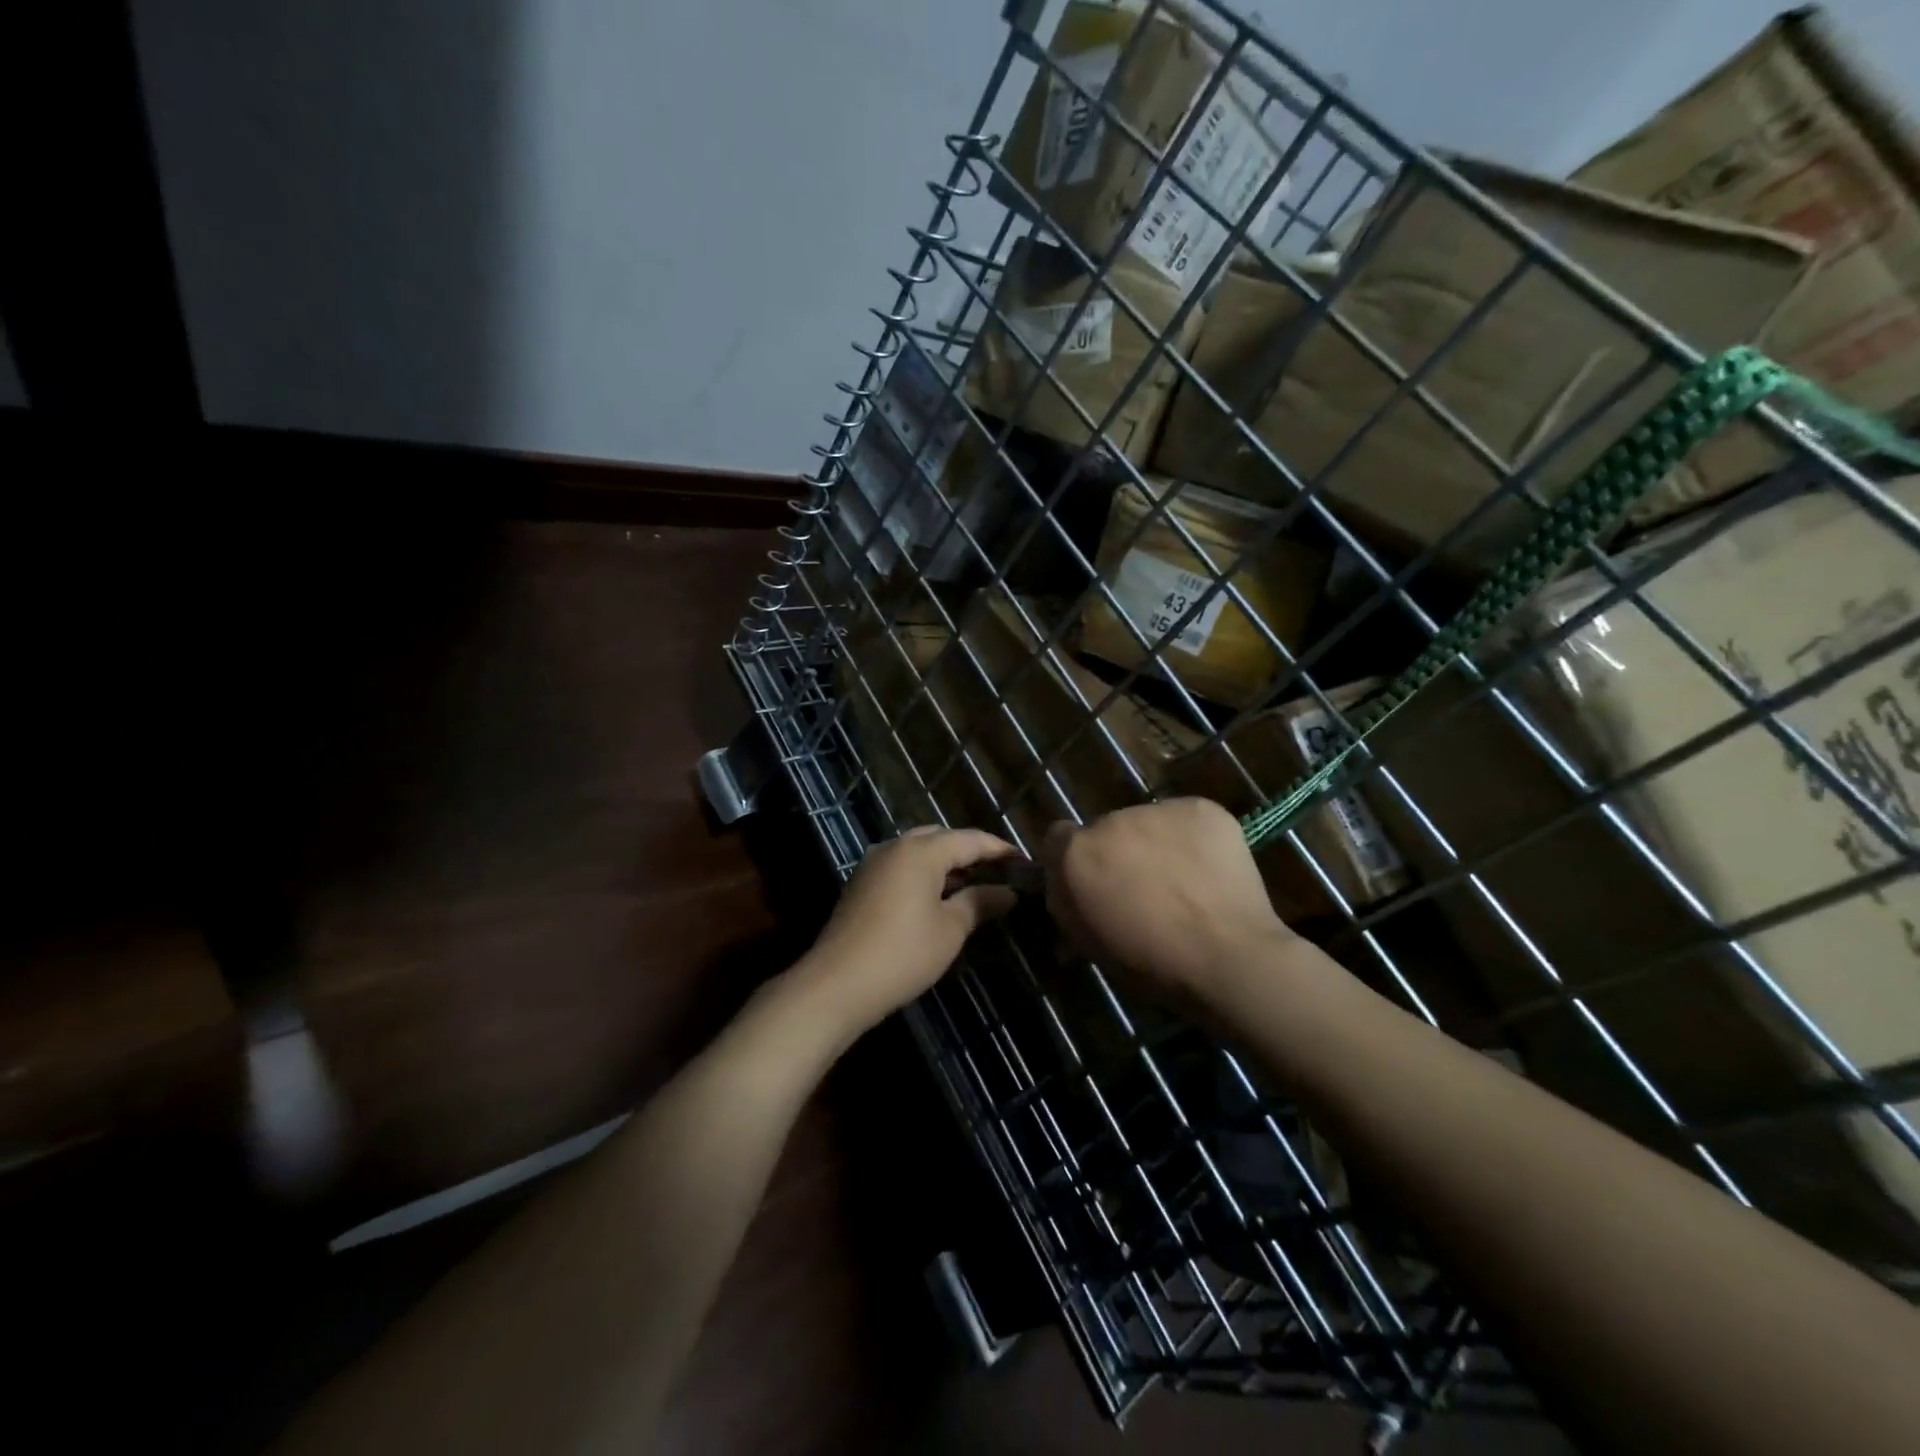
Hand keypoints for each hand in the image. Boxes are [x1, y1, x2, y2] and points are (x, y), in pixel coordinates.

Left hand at [798, 826, 1019, 1035]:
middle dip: (970, 851)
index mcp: (922, 850)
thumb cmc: (903, 953)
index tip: (1024, 862)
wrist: (837, 984)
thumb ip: (980, 902)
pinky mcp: (861, 884)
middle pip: (941, 838)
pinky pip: (901, 866)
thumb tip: (1008, 892)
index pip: (970, 839)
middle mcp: (896, 846)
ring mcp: (874, 863)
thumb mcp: (950, 929)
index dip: (999, 849)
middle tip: (998, 872)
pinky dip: (923, 874)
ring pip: (918, 851)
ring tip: (973, 886)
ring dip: (945, 863)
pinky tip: (937, 898)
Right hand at [1041, 799, 1296, 1004]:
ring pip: (1149, 822)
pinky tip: (1208, 869)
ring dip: (1156, 843)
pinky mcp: (1201, 807)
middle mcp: (1110, 820)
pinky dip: (1193, 839)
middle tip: (1145, 887)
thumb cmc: (1150, 964)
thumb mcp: (1089, 943)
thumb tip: (1066, 889)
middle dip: (1120, 852)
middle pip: (1107, 829)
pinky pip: (1187, 819)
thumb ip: (1068, 903)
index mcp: (1076, 854)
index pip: (1058, 838)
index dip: (1074, 860)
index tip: (1094, 883)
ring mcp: (1158, 809)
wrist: (1228, 958)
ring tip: (1184, 880)